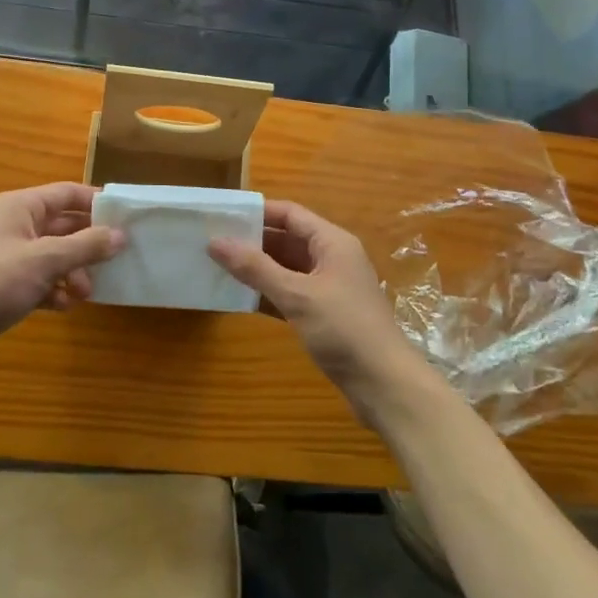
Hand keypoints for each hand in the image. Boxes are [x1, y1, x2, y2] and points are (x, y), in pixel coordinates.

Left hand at [0, 183, 124, 376]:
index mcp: (22, 206)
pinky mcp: (4, 285)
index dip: (96, 202)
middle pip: (64, 225)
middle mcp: (16, 225)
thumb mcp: (44, 260)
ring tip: (85, 293)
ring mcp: (9, 256)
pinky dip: (54, 290)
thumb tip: (121, 234)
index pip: (68, 193)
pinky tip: (62, 307)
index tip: (126, 219)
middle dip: (88, 245)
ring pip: (54, 255)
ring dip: (73, 271)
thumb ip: (85, 246)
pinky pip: (40, 279)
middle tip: (114, 262)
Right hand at [210, 201, 427, 427]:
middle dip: (252, 241)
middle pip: (287, 240)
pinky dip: (268, 293)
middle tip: (212, 243)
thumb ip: (255, 268)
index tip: (223, 216)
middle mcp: (331, 258)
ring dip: (257, 269)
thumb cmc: (344, 329)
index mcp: (332, 242)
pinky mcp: (324, 315)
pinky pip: (290, 294)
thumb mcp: (297, 295)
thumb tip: (215, 241)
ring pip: (287, 269)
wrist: (384, 385)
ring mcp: (329, 288)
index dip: (257, 212)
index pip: (290, 214)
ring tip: (218, 268)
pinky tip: (239, 299)